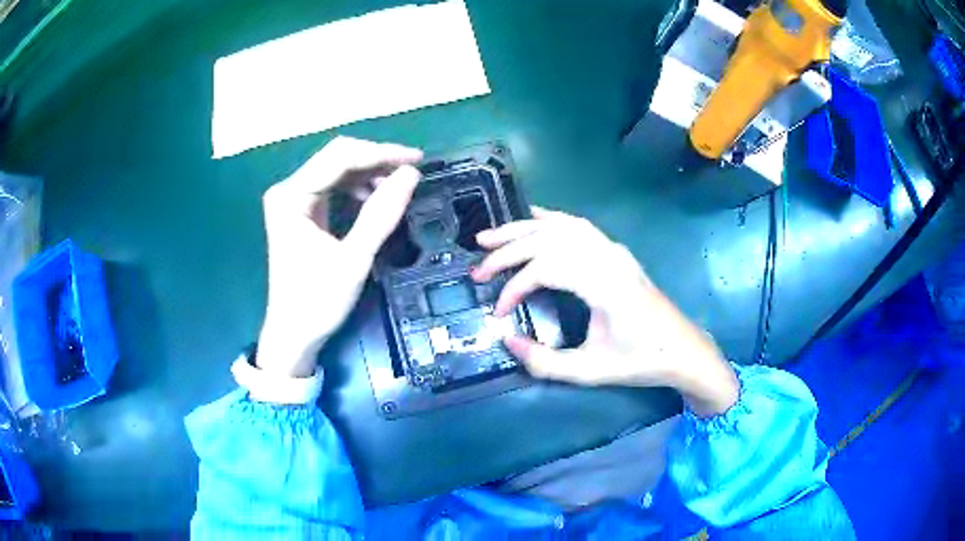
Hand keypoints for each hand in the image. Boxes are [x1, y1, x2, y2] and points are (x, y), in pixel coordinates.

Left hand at [257, 137, 422, 377]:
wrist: (294, 333)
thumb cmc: (317, 301)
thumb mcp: (354, 259)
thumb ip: (381, 214)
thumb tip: (411, 174)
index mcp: (291, 197)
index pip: (339, 158)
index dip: (380, 153)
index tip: (417, 159)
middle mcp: (288, 190)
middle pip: (336, 157)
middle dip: (376, 159)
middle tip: (411, 169)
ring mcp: (293, 200)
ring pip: (337, 169)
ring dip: (369, 173)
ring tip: (398, 186)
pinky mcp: (301, 211)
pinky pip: (334, 187)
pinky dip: (358, 188)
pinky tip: (376, 198)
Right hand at [471, 208, 738, 417]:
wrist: (682, 348)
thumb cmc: (640, 361)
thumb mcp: (590, 371)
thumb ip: (544, 362)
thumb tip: (508, 341)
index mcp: (604, 284)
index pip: (546, 268)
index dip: (514, 286)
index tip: (498, 312)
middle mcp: (608, 257)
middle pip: (548, 239)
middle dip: (508, 250)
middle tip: (477, 266)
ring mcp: (613, 250)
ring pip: (560, 226)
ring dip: (522, 229)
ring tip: (490, 236)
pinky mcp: (615, 251)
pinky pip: (578, 225)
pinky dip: (549, 219)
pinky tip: (531, 219)